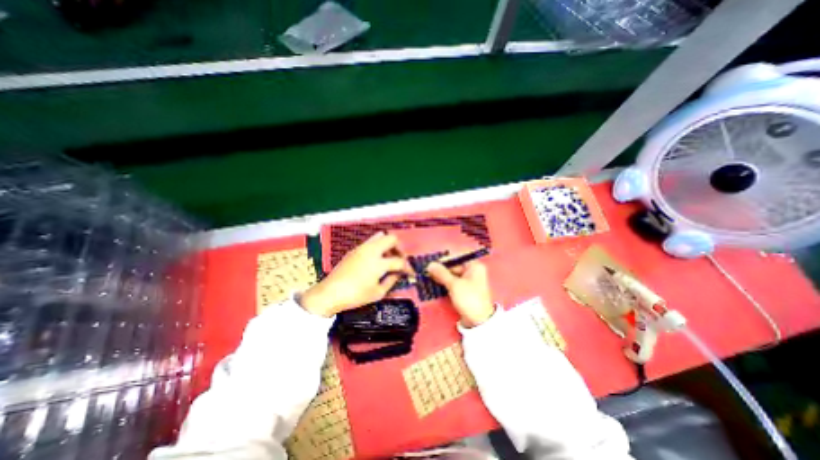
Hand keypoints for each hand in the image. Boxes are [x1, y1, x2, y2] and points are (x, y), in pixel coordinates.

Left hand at [301, 232, 412, 318]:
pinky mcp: (354, 250)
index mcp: (379, 263)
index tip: (411, 273)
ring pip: (380, 236)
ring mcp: (362, 248)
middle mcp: (371, 250)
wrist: (330, 293)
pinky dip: (378, 247)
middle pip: (391, 239)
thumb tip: (397, 274)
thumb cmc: (355, 296)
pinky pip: (370, 242)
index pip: (399, 261)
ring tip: (388, 257)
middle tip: (400, 259)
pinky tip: (376, 259)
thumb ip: (391, 281)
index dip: (408, 267)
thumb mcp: (378, 293)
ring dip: (388, 245)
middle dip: (399, 248)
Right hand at [426, 261, 496, 327]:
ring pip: (451, 274)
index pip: (457, 256)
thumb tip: (429, 264)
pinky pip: (452, 282)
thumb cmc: (469, 299)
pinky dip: (444, 282)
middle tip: (427, 271)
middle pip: (453, 265)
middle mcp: (472, 271)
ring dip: (441, 276)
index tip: (432, 263)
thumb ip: (441, 273)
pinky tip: (434, 283)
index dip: (444, 259)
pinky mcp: (464, 289)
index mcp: (474, 266)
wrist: (479, 322)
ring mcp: (468, 280)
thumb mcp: (454, 285)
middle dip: (441, 268)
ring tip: (428, 277)